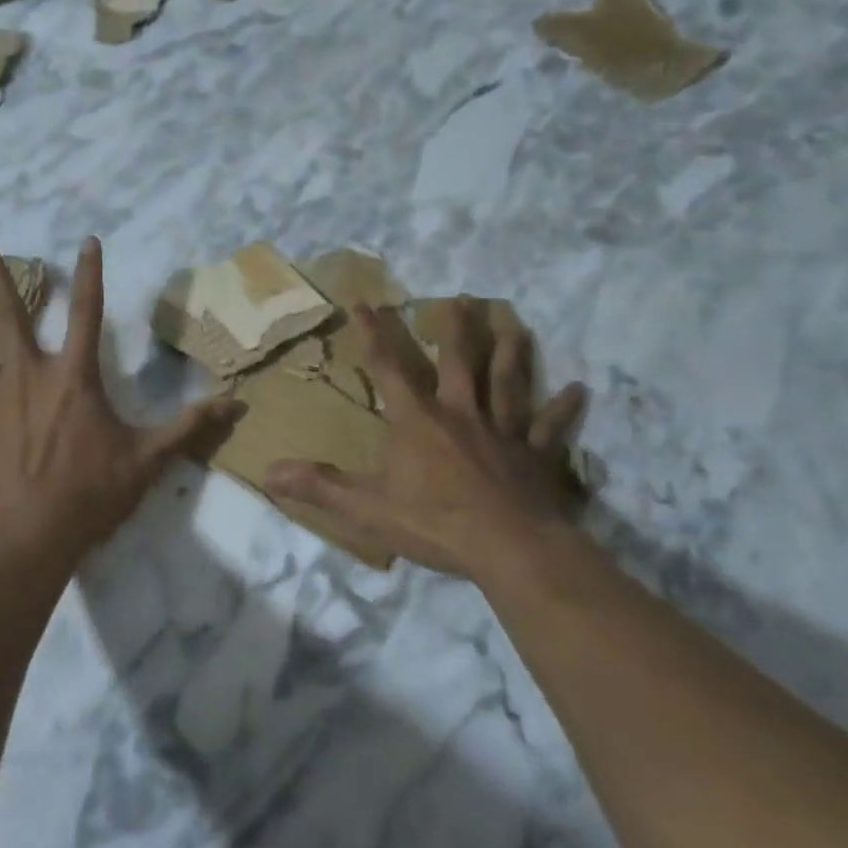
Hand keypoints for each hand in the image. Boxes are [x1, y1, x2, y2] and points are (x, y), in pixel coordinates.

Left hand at [0, 239, 235, 566]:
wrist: (29, 535)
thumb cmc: (91, 493)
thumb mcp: (148, 459)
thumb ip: (189, 427)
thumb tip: (236, 402)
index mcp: (74, 375)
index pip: (87, 312)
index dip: (90, 274)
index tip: (86, 240)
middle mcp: (29, 373)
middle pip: (11, 315)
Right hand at [266, 298, 587, 579]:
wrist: (510, 549)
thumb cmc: (436, 524)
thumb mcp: (368, 508)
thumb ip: (321, 486)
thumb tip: (269, 471)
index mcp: (418, 421)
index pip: (389, 367)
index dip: (373, 334)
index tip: (362, 301)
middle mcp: (461, 414)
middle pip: (460, 361)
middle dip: (457, 329)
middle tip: (463, 297)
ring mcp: (503, 432)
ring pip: (507, 382)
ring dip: (511, 352)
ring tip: (515, 324)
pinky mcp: (536, 456)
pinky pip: (550, 427)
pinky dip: (563, 410)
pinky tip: (578, 390)